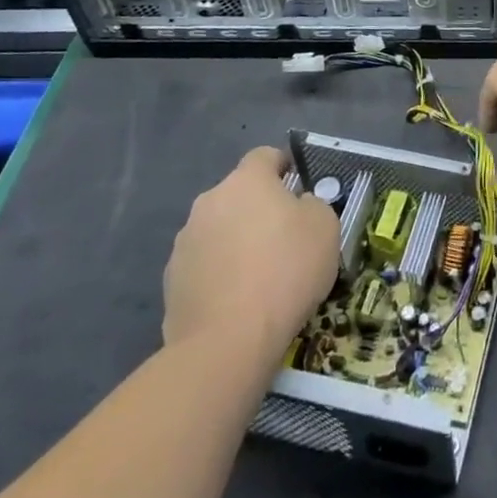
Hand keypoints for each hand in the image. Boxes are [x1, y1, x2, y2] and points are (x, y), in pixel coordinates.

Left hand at [163, 147, 337, 355]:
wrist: (228, 341)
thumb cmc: (286, 270)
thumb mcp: (325, 227)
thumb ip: (312, 205)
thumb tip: (297, 207)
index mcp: (246, 181)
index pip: (265, 156)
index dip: (283, 167)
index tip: (298, 188)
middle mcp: (209, 202)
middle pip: (239, 195)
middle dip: (258, 209)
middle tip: (284, 238)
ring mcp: (185, 243)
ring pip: (219, 230)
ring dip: (236, 241)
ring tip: (259, 276)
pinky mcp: (171, 282)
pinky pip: (204, 266)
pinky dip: (220, 274)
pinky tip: (238, 301)